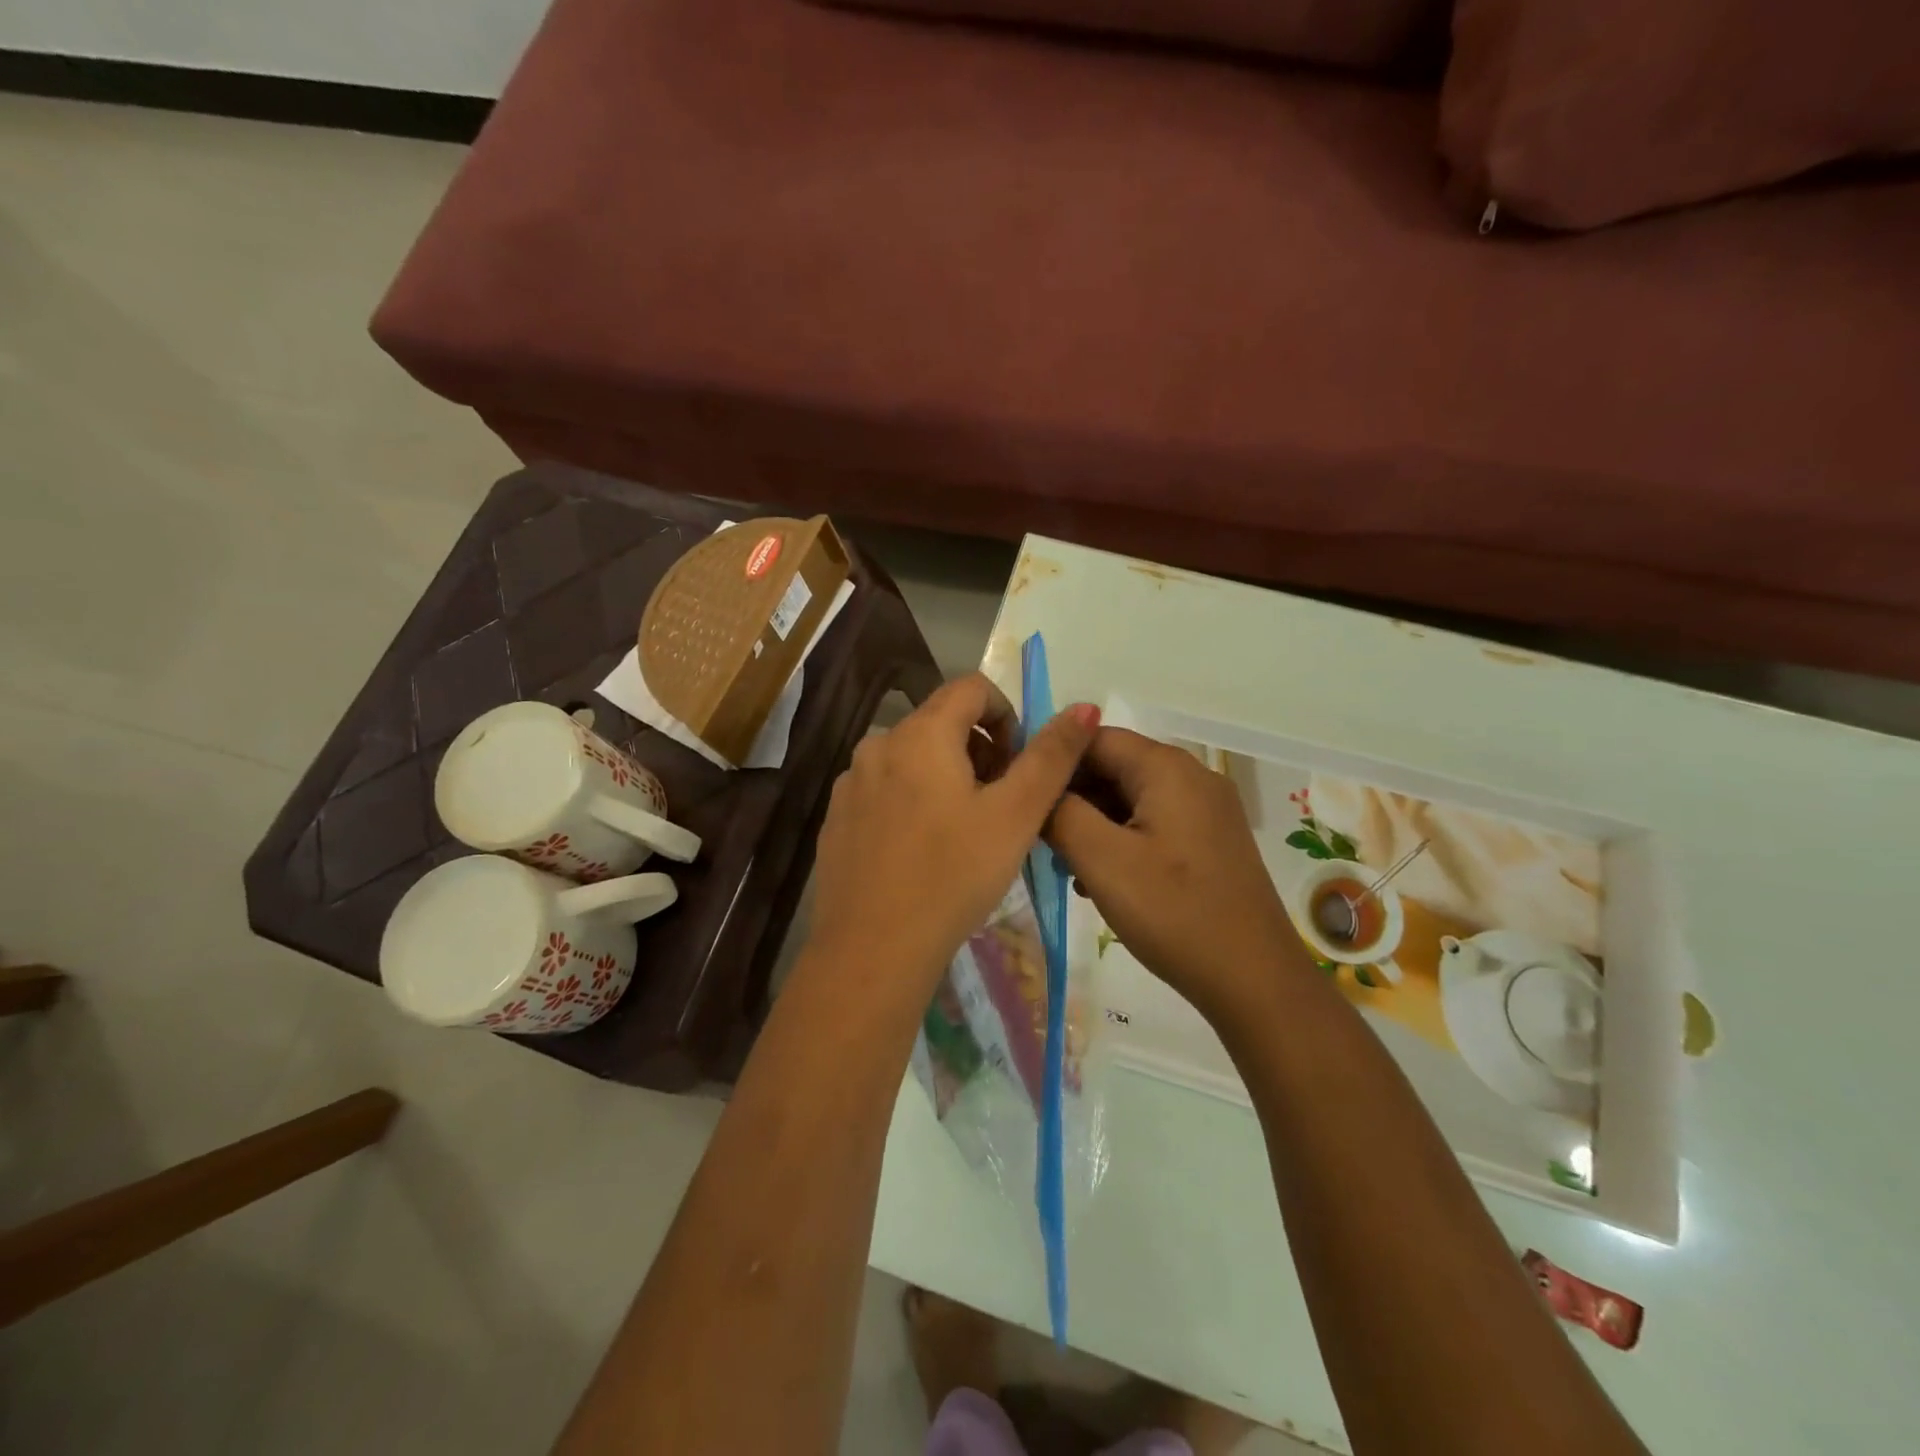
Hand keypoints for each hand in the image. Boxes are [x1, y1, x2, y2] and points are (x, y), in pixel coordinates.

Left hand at [809, 673, 1099, 992]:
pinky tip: (924, 852)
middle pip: (941, 722)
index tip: (1021, 765)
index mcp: (921, 733)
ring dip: (947, 777)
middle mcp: (878, 744)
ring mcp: (850, 782)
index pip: (972, 688)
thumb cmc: (953, 877)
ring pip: (912, 758)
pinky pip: (885, 790)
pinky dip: (913, 802)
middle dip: (981, 751)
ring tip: (965, 832)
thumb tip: (1084, 705)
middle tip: (1001, 805)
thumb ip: (1052, 756)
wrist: (872, 950)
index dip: (1008, 716)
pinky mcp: (836, 818)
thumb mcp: (1015, 815)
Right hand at [1047, 728, 1308, 1020]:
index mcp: (1167, 768)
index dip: (1053, 761)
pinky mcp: (1210, 842)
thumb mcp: (1102, 860)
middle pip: (1114, 767)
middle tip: (1038, 837)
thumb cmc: (1174, 912)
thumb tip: (1039, 788)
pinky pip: (1153, 824)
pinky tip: (1101, 881)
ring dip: (1092, 824)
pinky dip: (1121, 842)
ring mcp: (1206, 811)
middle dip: (1072, 797)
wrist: (1255, 980)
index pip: (1094, 738)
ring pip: (1131, 799)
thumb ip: (1060, 813)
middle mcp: (1192, 776)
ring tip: (1066, 866)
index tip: (1021, 795)